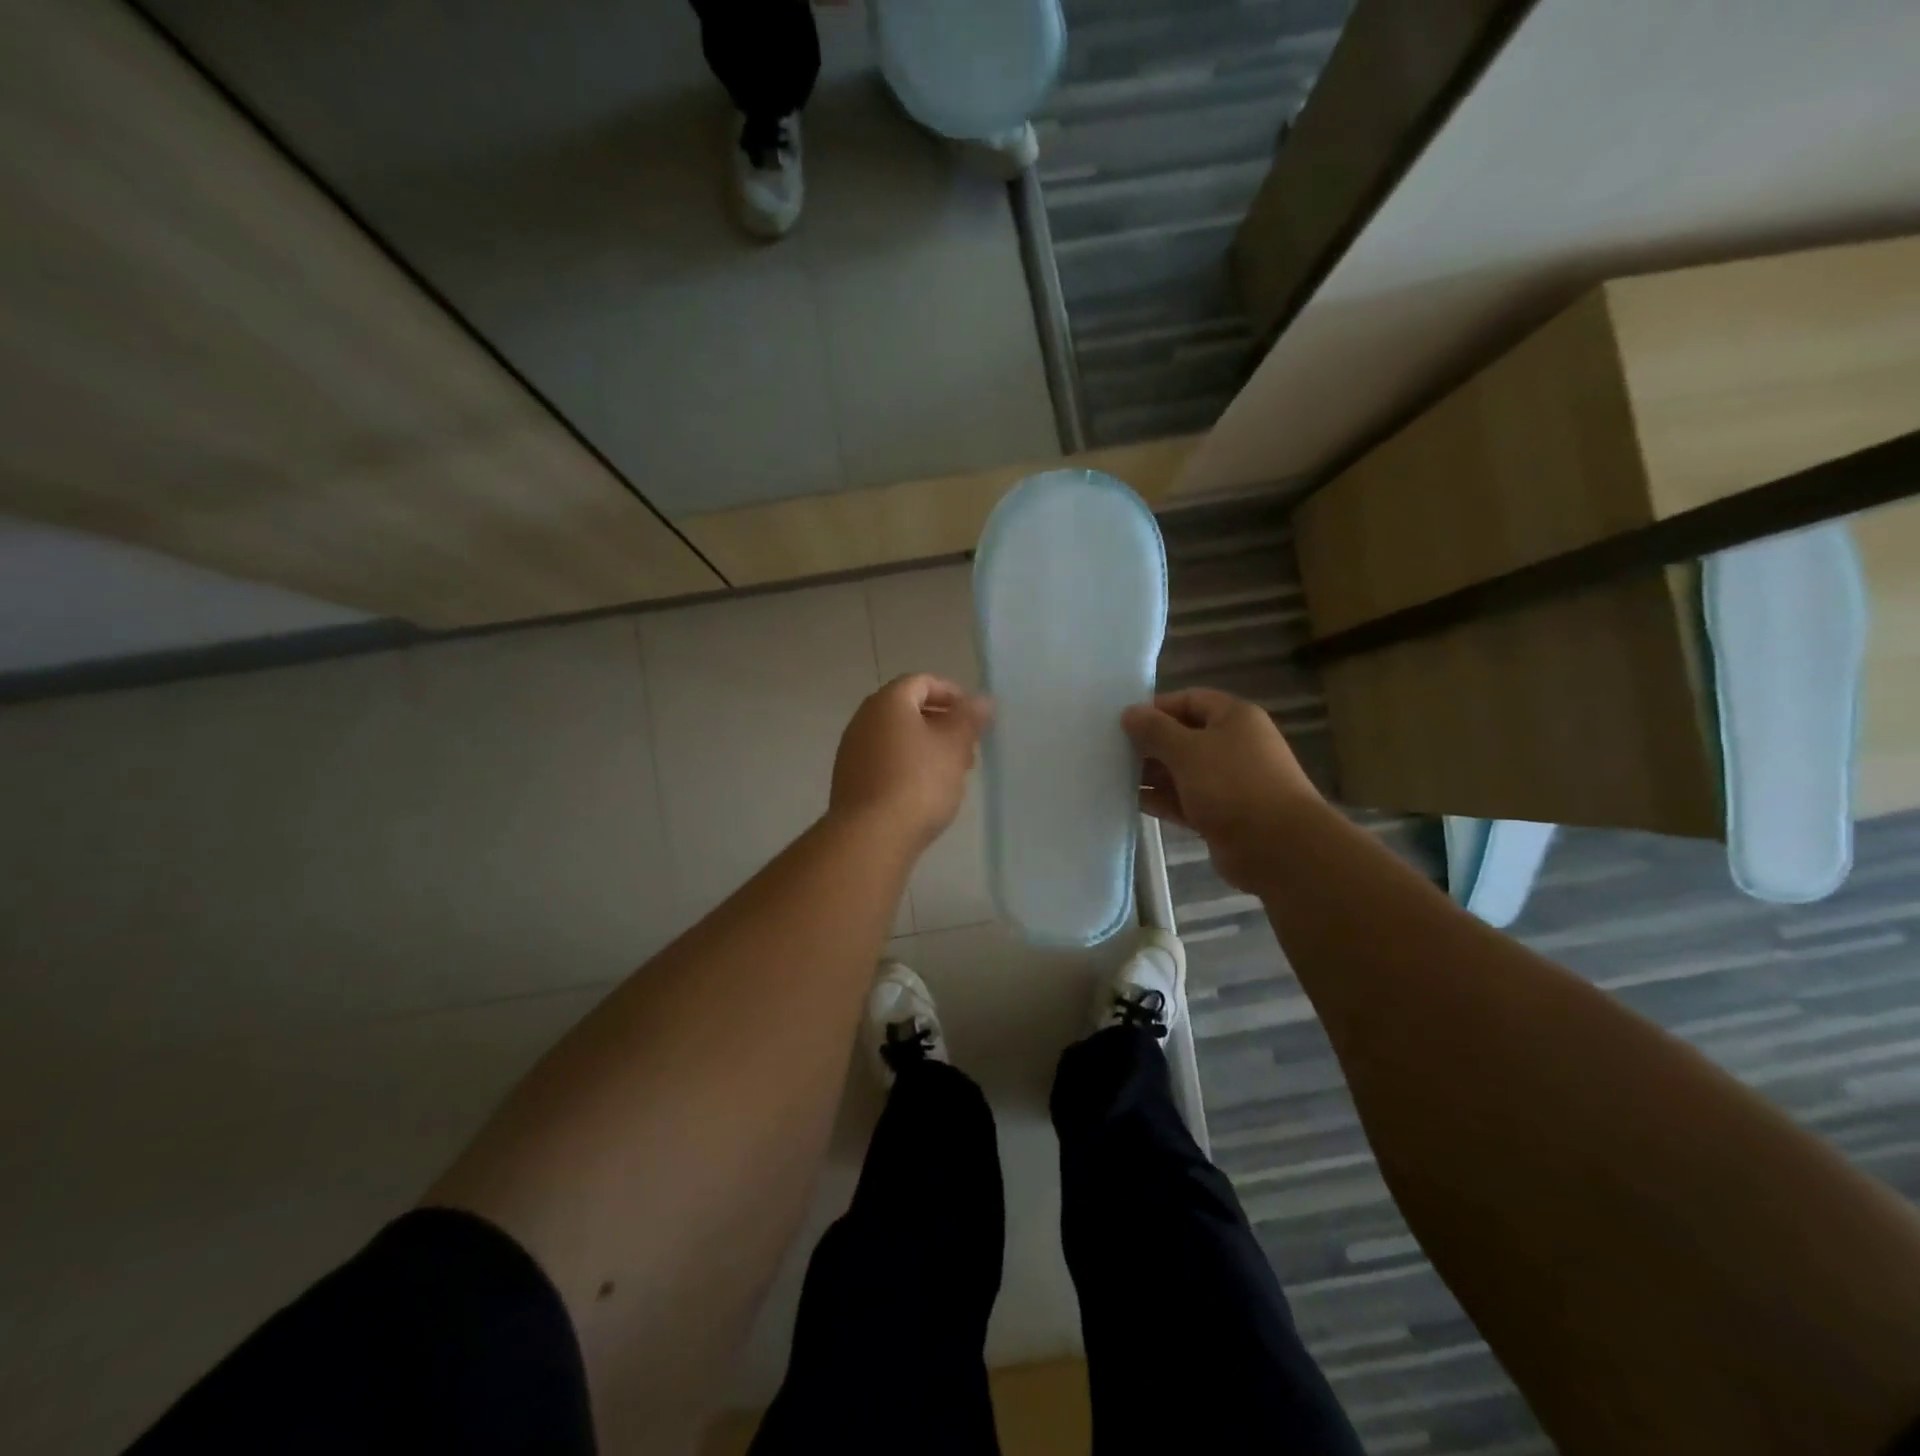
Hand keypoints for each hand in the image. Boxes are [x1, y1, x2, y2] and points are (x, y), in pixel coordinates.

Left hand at [830, 674, 990, 850]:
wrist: (871, 836)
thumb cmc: (919, 782)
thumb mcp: (954, 746)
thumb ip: (969, 719)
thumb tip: (981, 700)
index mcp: (888, 702)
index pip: (921, 682)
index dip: (951, 693)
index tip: (974, 715)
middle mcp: (863, 719)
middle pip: (907, 709)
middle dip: (941, 722)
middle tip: (968, 745)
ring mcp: (852, 751)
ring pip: (896, 737)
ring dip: (926, 746)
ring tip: (952, 771)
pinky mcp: (850, 780)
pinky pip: (884, 761)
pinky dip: (908, 765)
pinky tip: (925, 790)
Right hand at [1122, 688, 1321, 891]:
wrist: (1277, 847)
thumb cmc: (1232, 785)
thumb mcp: (1187, 750)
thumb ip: (1154, 730)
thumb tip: (1129, 713)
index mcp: (1235, 718)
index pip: (1190, 699)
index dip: (1156, 708)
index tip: (1123, 721)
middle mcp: (1234, 745)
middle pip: (1184, 736)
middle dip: (1150, 743)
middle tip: (1111, 749)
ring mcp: (1229, 782)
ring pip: (1183, 771)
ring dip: (1152, 773)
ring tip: (1113, 775)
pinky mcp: (1222, 814)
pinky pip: (1185, 800)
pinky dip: (1162, 799)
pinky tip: (1132, 800)